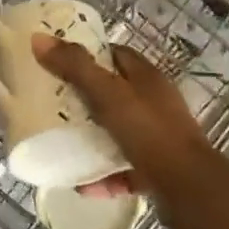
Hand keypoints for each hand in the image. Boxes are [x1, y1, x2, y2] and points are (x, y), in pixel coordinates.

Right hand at [32, 35, 228, 227]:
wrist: (190, 189)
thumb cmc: (149, 132)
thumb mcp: (107, 95)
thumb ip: (75, 67)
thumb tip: (39, 38)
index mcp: (146, 78)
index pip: (115, 55)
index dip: (88, 55)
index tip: (58, 62)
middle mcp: (154, 103)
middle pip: (114, 93)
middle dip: (84, 98)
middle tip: (52, 103)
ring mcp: (158, 137)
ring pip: (118, 131)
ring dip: (92, 138)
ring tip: (61, 142)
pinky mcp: (157, 169)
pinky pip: (123, 168)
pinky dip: (103, 175)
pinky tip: (81, 184)